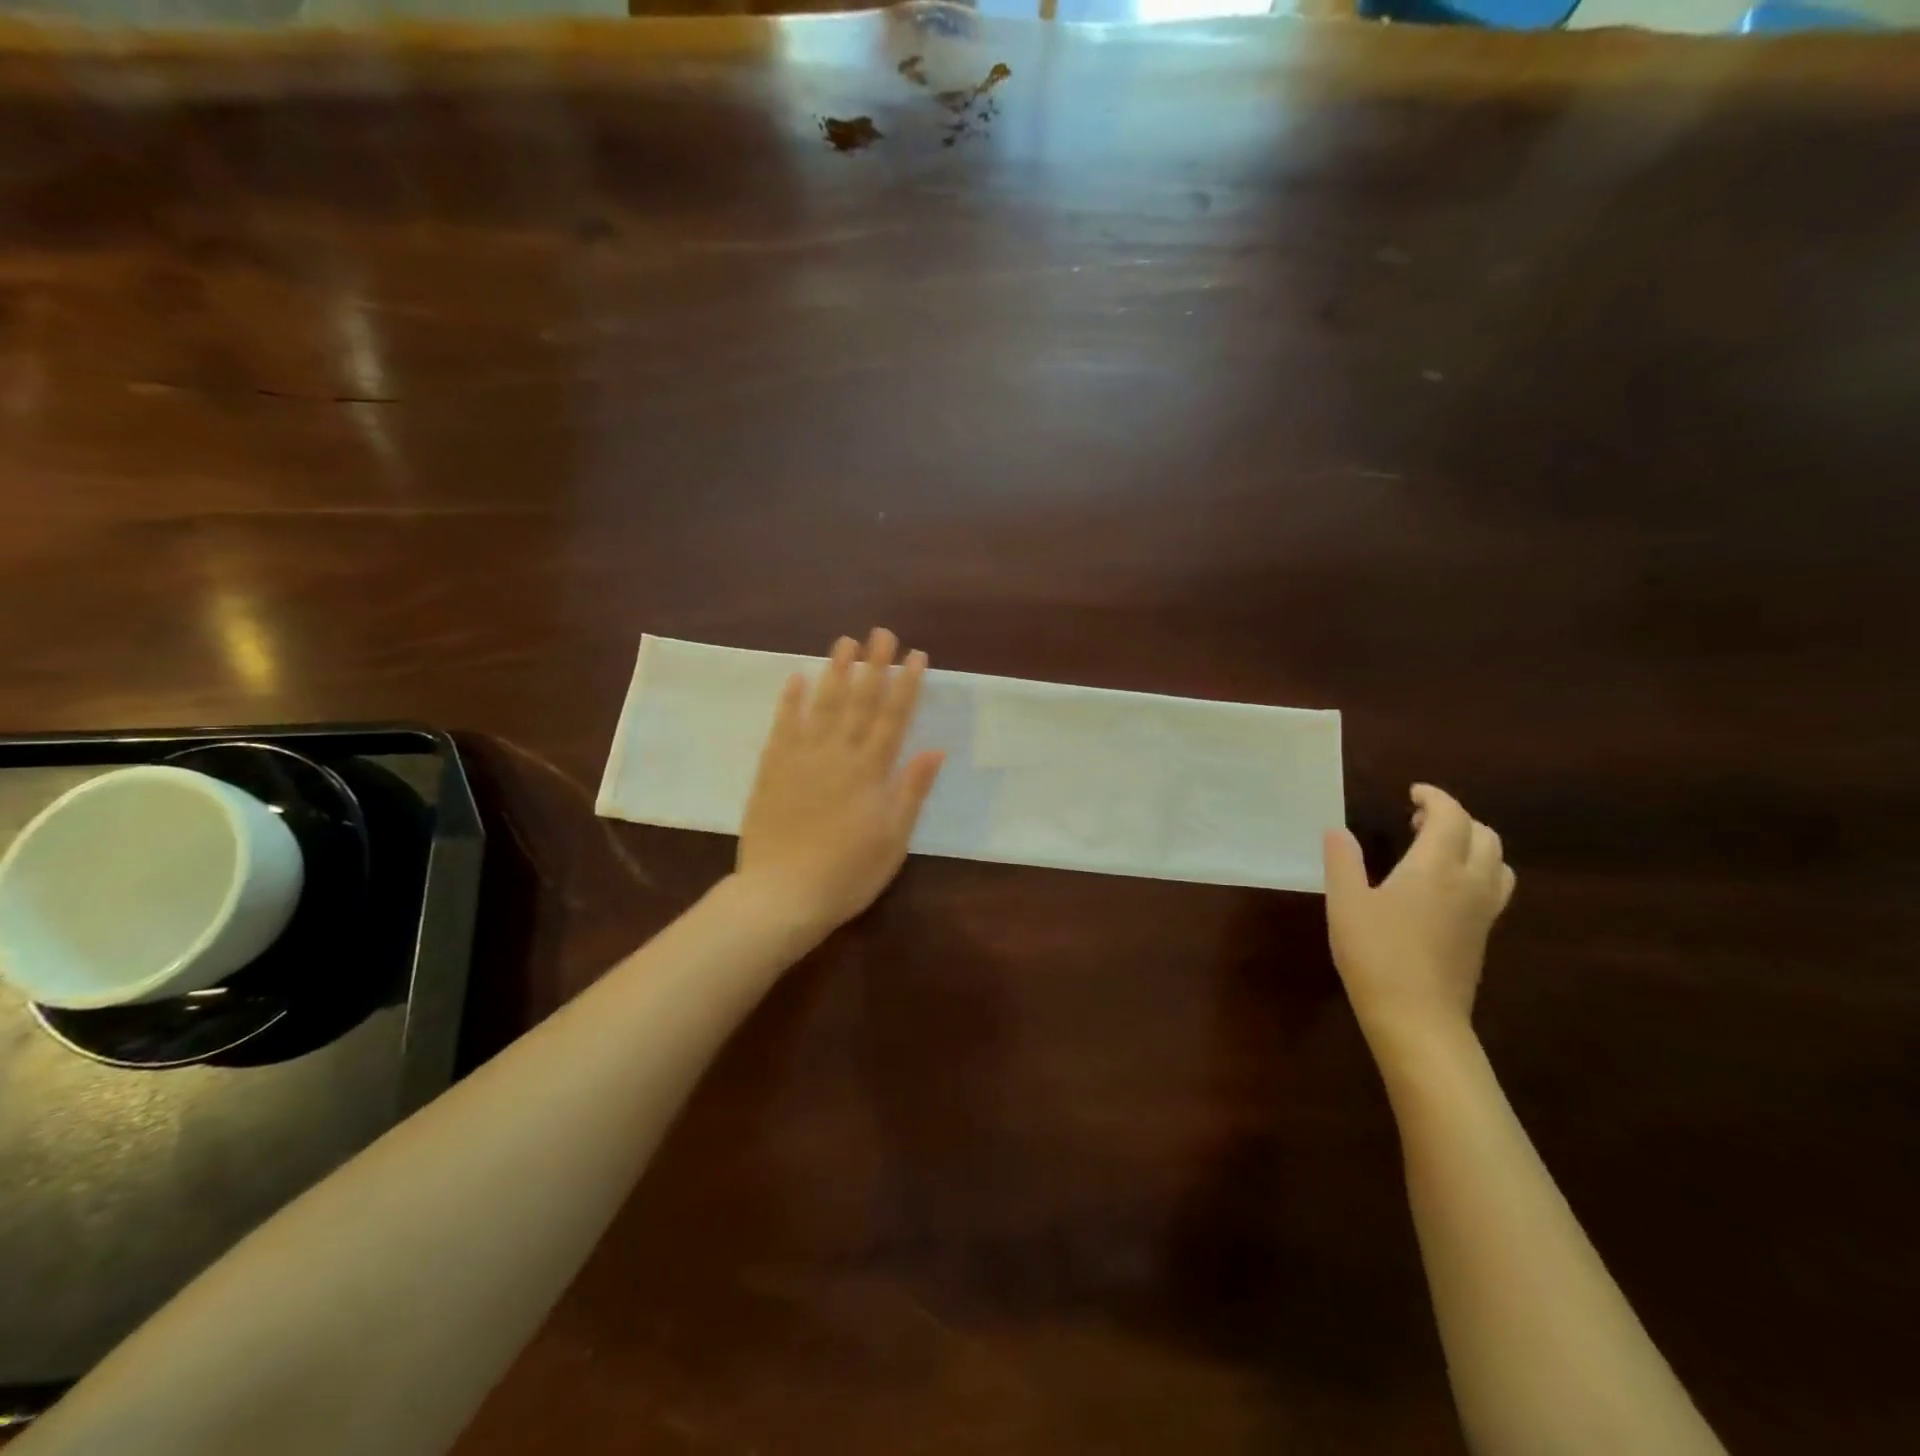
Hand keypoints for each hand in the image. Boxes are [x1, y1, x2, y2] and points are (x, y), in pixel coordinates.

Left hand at [734, 628, 945, 942]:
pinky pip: (783, 726)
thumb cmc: (848, 873)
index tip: (916, 655)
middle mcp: (838, 754)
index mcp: (870, 771)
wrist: (782, 895)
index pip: (893, 717)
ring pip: (822, 705)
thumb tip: (935, 749)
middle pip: (859, 701)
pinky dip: (790, 700)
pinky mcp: (772, 769)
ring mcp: (801, 758)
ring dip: (836, 672)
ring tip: (846, 642)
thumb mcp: (893, 839)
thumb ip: (911, 791)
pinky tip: (797, 677)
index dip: (906, 685)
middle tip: (882, 633)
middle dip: (874, 665)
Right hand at [1323, 785, 1515, 1057]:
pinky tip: (1442, 887)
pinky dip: (1477, 870)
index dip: (1435, 798)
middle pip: (1484, 835)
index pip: (1451, 817)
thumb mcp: (1345, 903)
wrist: (1418, 1019)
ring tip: (1437, 849)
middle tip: (1418, 821)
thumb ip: (1342, 861)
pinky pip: (1494, 887)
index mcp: (1436, 868)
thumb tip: (1337, 830)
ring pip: (1497, 862)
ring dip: (1473, 843)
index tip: (1413, 792)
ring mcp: (1483, 912)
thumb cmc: (1376, 955)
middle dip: (1456, 818)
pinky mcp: (1483, 935)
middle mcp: (1470, 883)